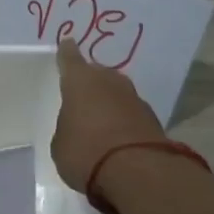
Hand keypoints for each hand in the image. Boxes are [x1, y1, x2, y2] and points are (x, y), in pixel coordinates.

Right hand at [51, 40, 163, 197]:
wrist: (137, 171)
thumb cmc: (85, 152)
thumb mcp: (61, 144)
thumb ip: (67, 128)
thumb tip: (77, 127)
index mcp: (80, 82)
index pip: (70, 59)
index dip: (66, 53)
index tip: (67, 41)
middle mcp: (109, 82)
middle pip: (98, 74)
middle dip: (90, 81)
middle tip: (81, 93)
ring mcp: (134, 98)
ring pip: (116, 92)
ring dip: (108, 101)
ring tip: (98, 117)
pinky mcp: (152, 118)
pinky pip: (130, 113)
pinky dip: (123, 120)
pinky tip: (116, 135)